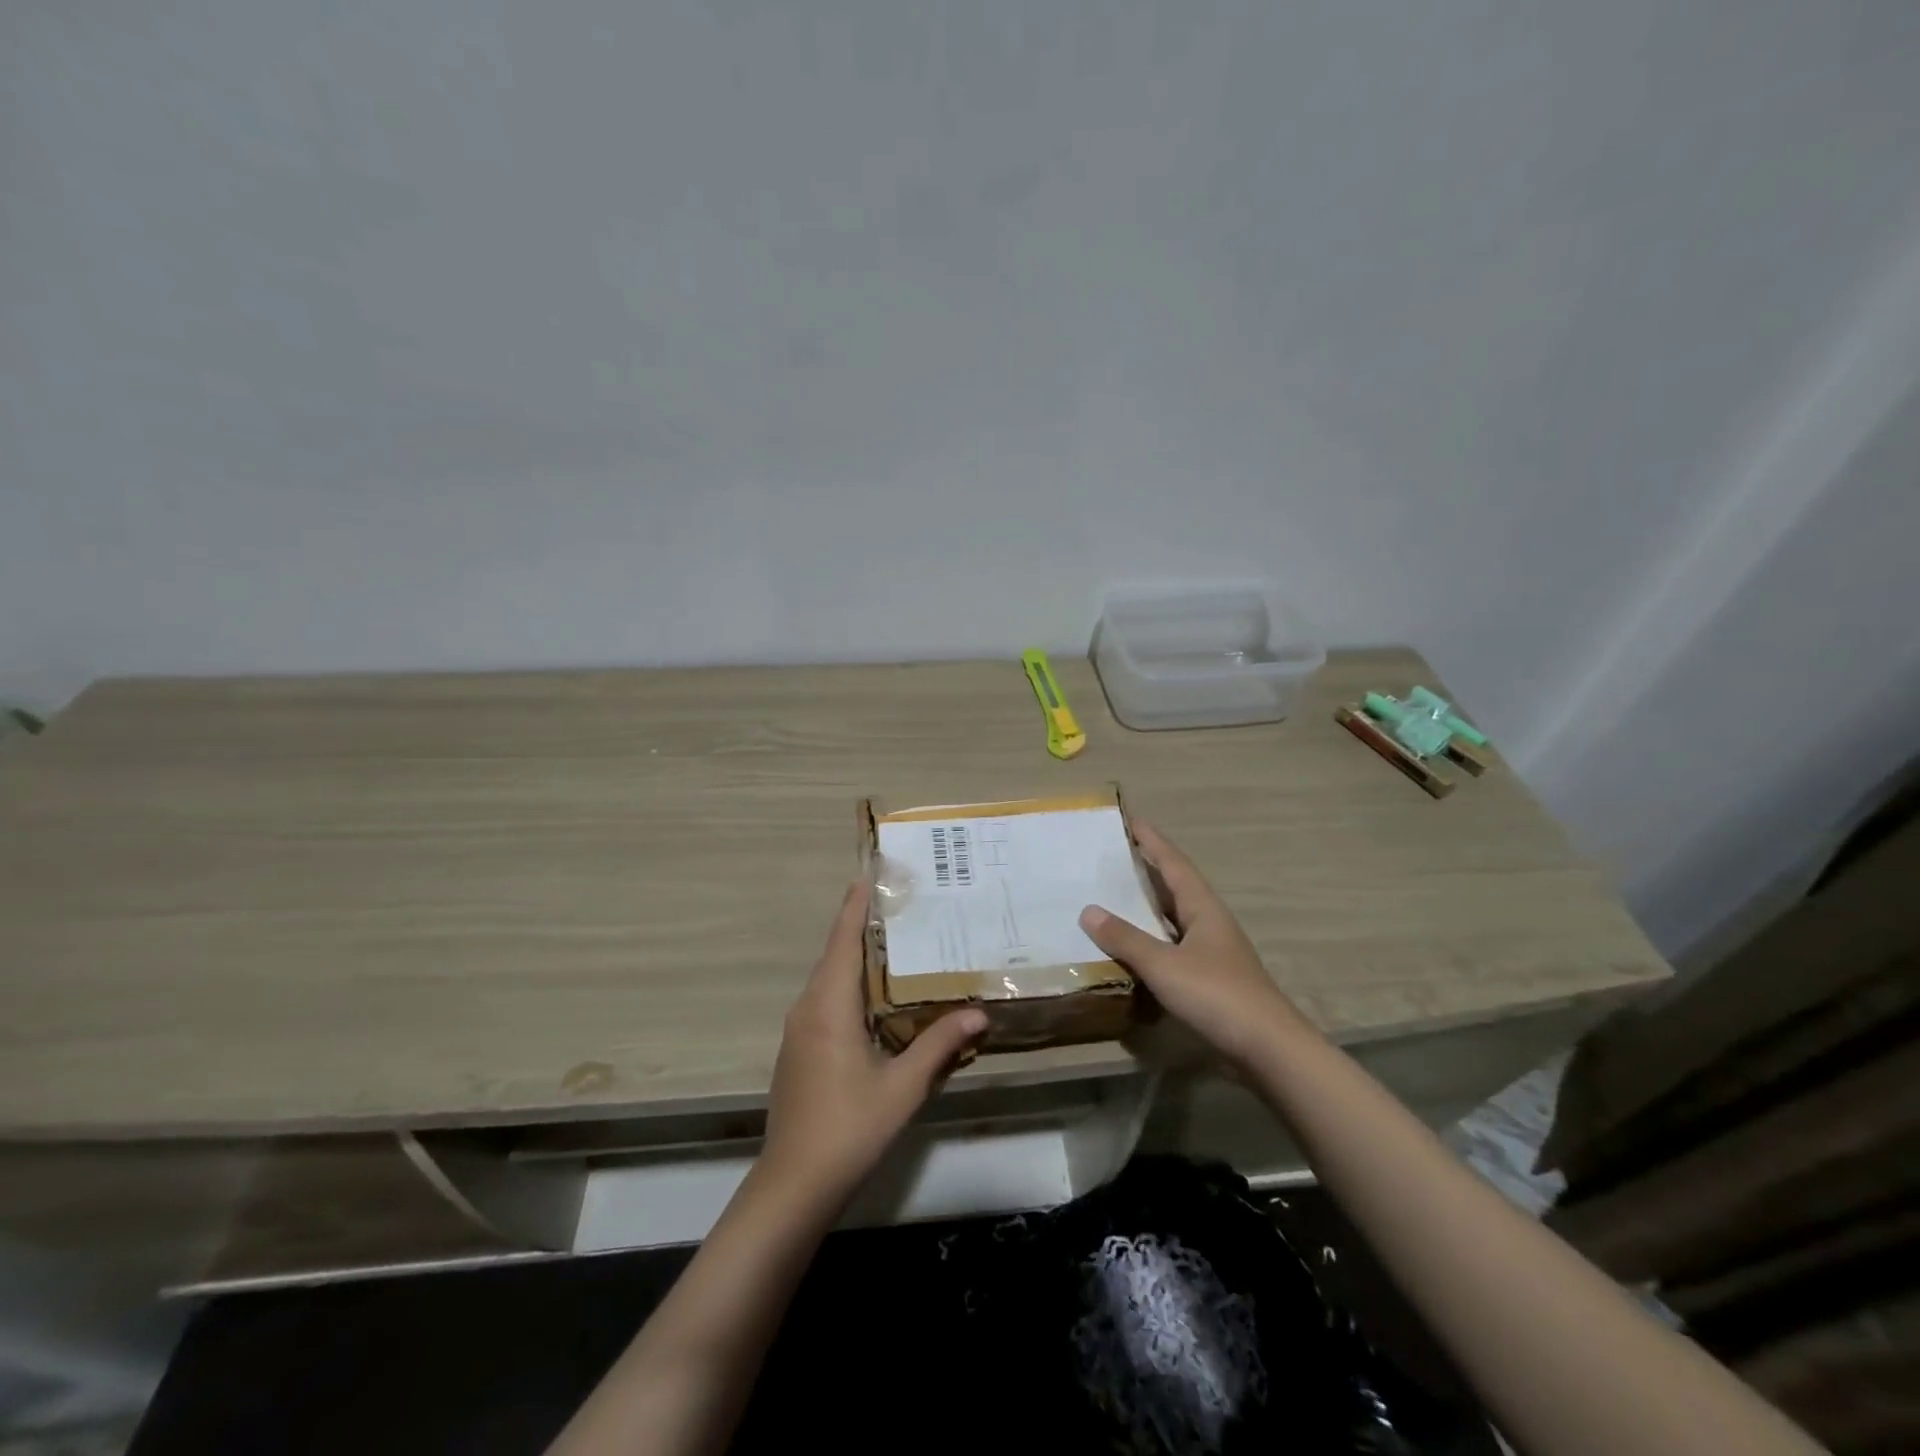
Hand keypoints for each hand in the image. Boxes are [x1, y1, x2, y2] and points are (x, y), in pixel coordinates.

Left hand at [760, 881, 987, 1208]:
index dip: (855, 905)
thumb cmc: (849, 1128)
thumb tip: (979, 1013)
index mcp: (828, 1006)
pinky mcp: (799, 1051)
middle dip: (862, 925)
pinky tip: (876, 998)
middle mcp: (808, 1008)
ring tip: (895, 942)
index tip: (871, 873)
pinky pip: (825, 1001)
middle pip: (835, 954)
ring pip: (829, 979)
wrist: (793, 1186)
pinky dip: (849, 985)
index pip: (843, 940)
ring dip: (856, 957)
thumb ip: (939, 1045)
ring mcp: (798, 1031)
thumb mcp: (903, 1087)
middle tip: (901, 904)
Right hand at [1080, 822, 1305, 1067]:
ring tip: (1111, 895)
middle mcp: (1208, 921)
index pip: (1172, 862)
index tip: (1128, 818)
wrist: (1268, 1049)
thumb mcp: (1164, 965)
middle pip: (1173, 886)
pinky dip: (1149, 940)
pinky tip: (1130, 947)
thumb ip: (1125, 938)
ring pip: (1171, 918)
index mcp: (1202, 907)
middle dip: (1144, 869)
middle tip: (1109, 856)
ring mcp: (1211, 951)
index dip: (1151, 840)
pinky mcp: (1209, 978)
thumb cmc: (1217, 995)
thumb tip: (1088, 910)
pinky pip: (1171, 946)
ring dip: (1145, 906)